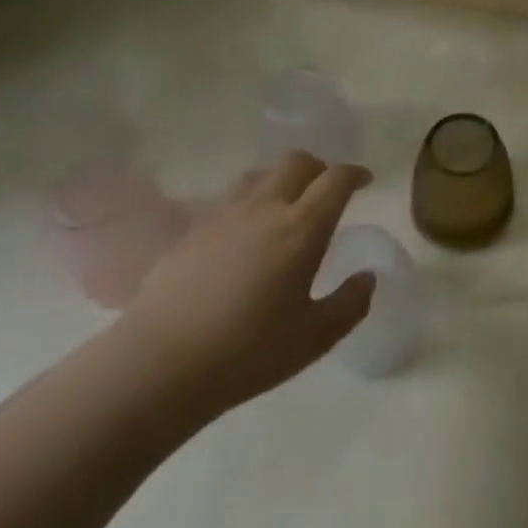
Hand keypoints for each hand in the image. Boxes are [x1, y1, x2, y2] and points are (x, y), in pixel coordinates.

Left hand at [117, 150, 375, 420]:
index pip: (336, 180)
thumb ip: (350, 303)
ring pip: (259, 176)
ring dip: (280, 182)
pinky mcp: (191, 233)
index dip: (355, 174)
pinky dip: (247, 206)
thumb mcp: (316, 337)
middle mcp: (265, 209)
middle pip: (297, 162)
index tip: (365, 182)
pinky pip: (228, 202)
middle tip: (327, 192)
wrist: (159, 366)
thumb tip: (367, 278)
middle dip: (319, 169)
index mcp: (301, 228)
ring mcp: (223, 217)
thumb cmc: (249, 352)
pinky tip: (243, 239)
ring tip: (285, 209)